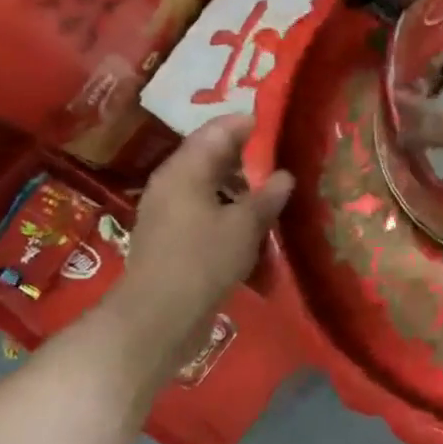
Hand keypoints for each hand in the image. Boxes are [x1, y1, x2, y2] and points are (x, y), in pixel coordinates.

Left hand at [100, 116, 293, 365]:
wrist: (157, 319)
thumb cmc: (202, 261)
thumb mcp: (245, 225)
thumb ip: (267, 196)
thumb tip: (285, 175)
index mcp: (185, 169)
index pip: (218, 130)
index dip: (249, 124)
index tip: (281, 126)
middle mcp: (172, 183)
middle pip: (213, 156)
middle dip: (248, 157)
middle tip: (285, 159)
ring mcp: (169, 212)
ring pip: (211, 186)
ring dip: (241, 187)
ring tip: (275, 193)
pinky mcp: (172, 238)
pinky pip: (206, 211)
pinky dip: (230, 211)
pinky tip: (254, 225)